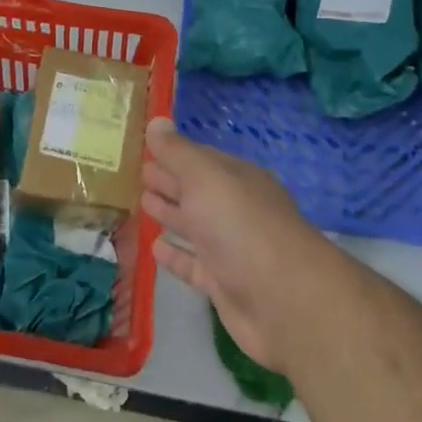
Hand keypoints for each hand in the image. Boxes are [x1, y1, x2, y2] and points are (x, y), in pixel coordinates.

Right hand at [143, 118, 328, 375]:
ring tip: (142, 204)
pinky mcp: (223, 283)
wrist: (284, 300)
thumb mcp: (205, 177)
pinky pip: (193, 264)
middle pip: (196, 191)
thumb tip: (157, 120)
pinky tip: (155, 248)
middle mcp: (235, 209)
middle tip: (137, 174)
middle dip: (168, 181)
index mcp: (236, 179)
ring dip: (170, 214)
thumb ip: (177, 152)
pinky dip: (175, 255)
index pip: (199, 159)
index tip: (142, 148)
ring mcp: (231, 248)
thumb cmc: (241, 226)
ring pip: (194, 226)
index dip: (171, 153)